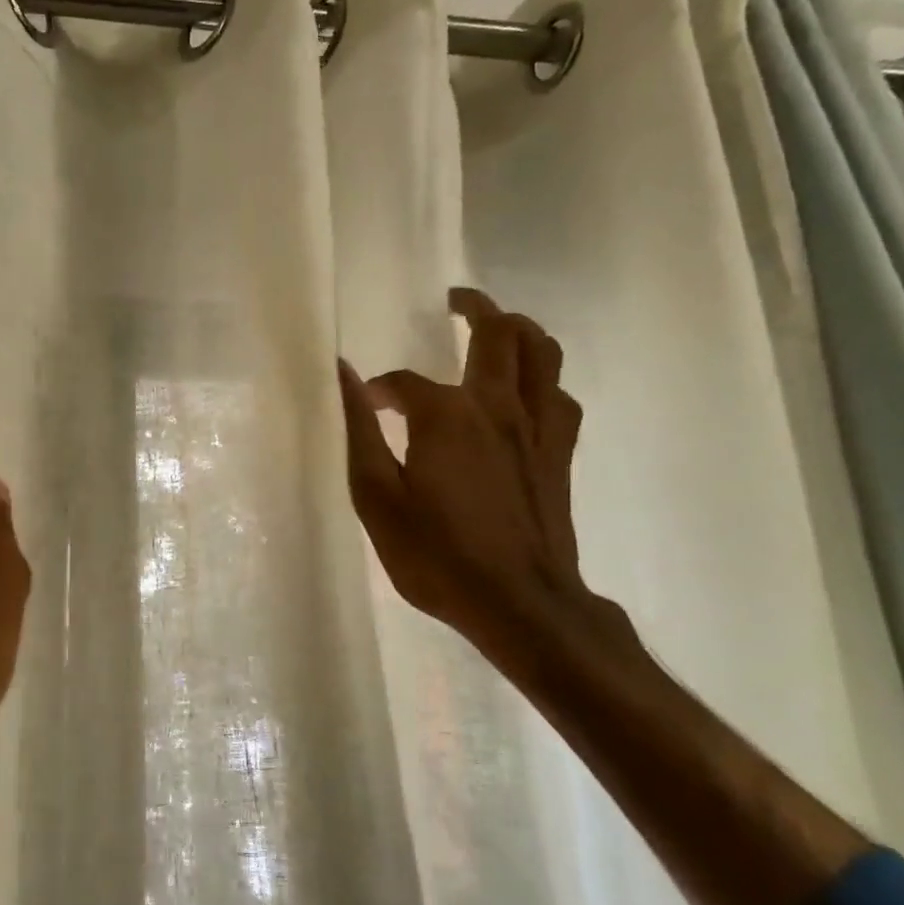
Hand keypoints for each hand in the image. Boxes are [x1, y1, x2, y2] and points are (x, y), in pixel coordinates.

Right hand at [339, 288, 590, 676]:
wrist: (519, 603)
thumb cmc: (437, 556)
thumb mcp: (377, 498)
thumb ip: (359, 431)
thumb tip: (343, 374)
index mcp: (446, 415)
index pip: (404, 382)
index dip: (380, 390)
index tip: (366, 405)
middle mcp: (497, 406)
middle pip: (498, 333)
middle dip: (474, 307)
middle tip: (453, 301)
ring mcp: (537, 426)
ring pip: (542, 352)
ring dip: (519, 329)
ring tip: (496, 327)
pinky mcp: (560, 451)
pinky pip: (559, 394)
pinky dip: (541, 378)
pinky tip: (524, 392)